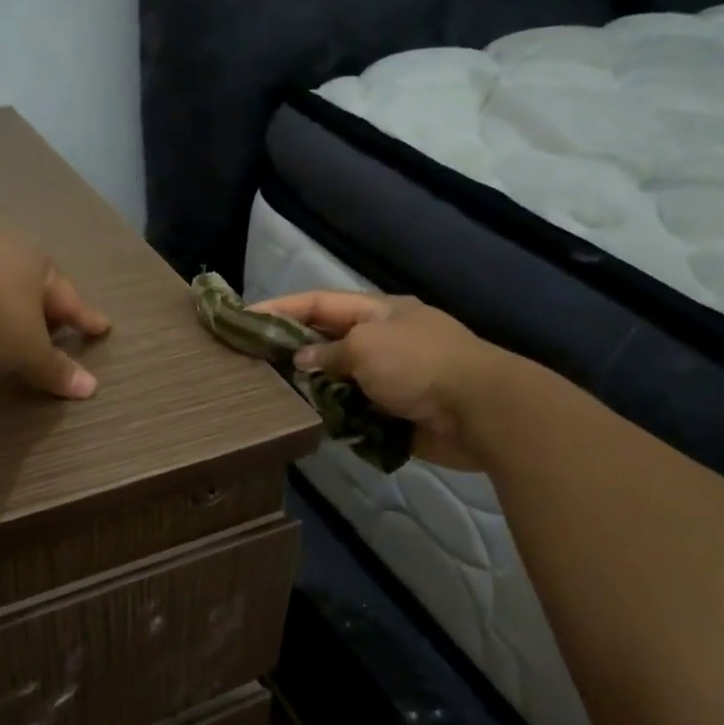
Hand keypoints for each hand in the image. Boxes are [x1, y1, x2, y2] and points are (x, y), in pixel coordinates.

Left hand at [0, 225, 110, 398]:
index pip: (68, 299)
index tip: (101, 327)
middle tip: (52, 322)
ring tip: (2, 317)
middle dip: (42, 302)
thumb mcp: (29, 350)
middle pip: (31, 280)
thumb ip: (55, 369)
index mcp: (39, 264)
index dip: (85, 318)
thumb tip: (89, 388)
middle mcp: (6, 247)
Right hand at [250, 291, 507, 470]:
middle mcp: (383, 339)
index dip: (279, 307)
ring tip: (275, 396)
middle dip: (293, 349)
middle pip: (327, 339)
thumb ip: (329, 352)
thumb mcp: (367, 348)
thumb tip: (304, 360)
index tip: (242, 317)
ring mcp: (392, 376)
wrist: (481, 411)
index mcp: (378, 312)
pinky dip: (336, 415)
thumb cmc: (420, 365)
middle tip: (252, 361)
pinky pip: (356, 410)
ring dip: (313, 387)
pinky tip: (312, 422)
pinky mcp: (398, 411)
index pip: (318, 303)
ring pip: (339, 378)